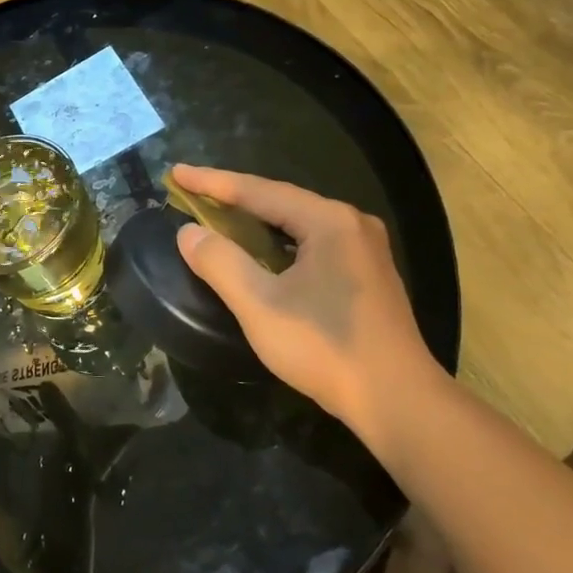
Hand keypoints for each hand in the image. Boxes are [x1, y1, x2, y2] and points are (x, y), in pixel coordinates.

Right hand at [171, 165, 442, 438]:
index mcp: (328, 222)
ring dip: (254, 220)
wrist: (396, 400)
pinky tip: (258, 251)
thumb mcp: (260, 305)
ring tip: (216, 215)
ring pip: (295, 223)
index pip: (258, 191)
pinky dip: (275, 241)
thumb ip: (220, 263)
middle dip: (232, 197)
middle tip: (191, 192)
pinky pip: (310, 242)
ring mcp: (363, 249)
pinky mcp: (365, 275)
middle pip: (279, 201)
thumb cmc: (324, 347)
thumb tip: (188, 232)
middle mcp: (351, 224)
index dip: (212, 182)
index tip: (175, 173)